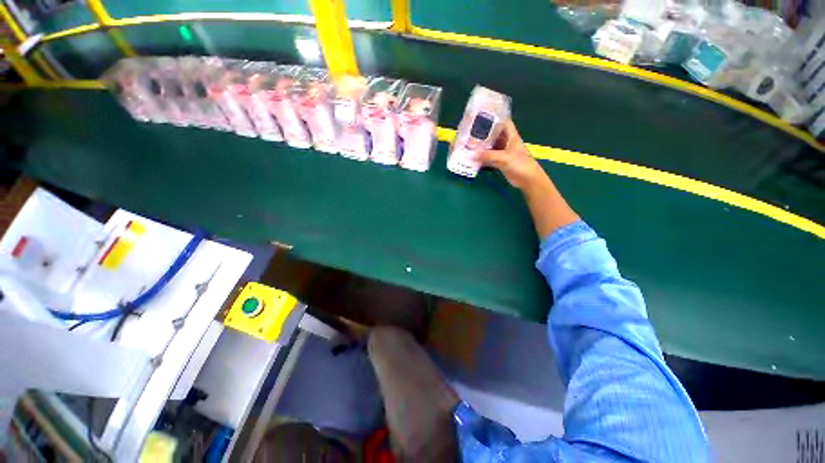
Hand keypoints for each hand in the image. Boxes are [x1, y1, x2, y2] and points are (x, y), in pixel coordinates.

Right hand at [477, 120, 548, 192]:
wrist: (528, 180)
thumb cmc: (521, 164)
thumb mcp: (504, 158)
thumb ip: (488, 155)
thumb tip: (472, 154)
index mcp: (511, 136)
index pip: (503, 123)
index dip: (494, 118)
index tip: (482, 117)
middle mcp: (506, 143)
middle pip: (494, 135)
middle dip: (483, 134)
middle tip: (470, 133)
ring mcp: (503, 153)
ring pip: (490, 147)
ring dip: (481, 147)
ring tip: (469, 145)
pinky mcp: (500, 163)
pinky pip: (489, 158)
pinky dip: (482, 158)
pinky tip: (473, 159)